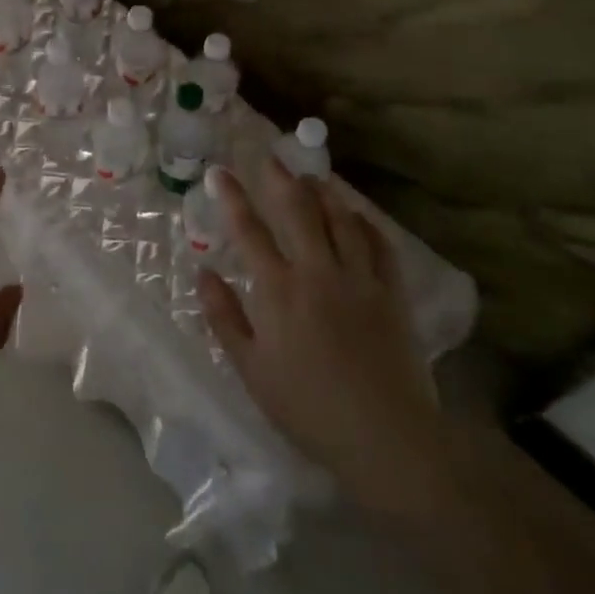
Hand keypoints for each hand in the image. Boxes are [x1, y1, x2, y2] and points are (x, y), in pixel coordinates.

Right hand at [198, 161, 450, 523]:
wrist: (386, 436)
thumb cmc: (307, 407)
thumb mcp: (251, 369)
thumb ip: (224, 316)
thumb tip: (203, 272)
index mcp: (278, 290)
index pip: (249, 230)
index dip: (233, 197)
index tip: (220, 172)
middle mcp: (318, 272)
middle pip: (298, 211)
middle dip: (280, 179)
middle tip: (270, 157)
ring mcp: (359, 279)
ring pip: (341, 220)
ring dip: (324, 192)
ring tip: (313, 176)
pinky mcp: (391, 293)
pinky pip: (380, 245)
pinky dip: (366, 223)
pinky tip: (358, 215)